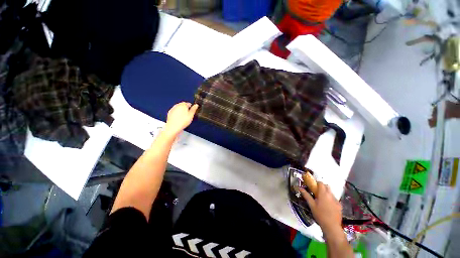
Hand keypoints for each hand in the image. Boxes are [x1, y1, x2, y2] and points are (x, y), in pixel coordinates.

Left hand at [164, 102, 198, 136]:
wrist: (173, 126)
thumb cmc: (182, 121)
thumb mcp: (191, 115)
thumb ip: (194, 109)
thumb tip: (196, 105)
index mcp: (183, 105)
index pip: (188, 103)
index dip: (191, 107)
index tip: (192, 111)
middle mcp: (177, 105)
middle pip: (183, 105)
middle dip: (186, 109)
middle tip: (188, 115)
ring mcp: (173, 109)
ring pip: (179, 108)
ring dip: (181, 111)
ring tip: (183, 117)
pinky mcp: (170, 112)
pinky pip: (175, 111)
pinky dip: (177, 114)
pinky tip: (179, 118)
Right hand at [300, 182, 341, 233]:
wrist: (331, 226)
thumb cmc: (320, 215)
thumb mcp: (311, 205)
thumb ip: (306, 195)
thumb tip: (300, 188)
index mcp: (323, 194)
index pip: (321, 183)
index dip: (317, 183)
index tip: (313, 186)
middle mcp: (330, 195)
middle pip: (327, 186)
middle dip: (322, 187)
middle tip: (317, 192)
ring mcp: (336, 200)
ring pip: (331, 192)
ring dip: (326, 193)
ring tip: (322, 199)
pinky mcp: (340, 205)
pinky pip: (335, 199)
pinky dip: (331, 199)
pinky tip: (328, 206)